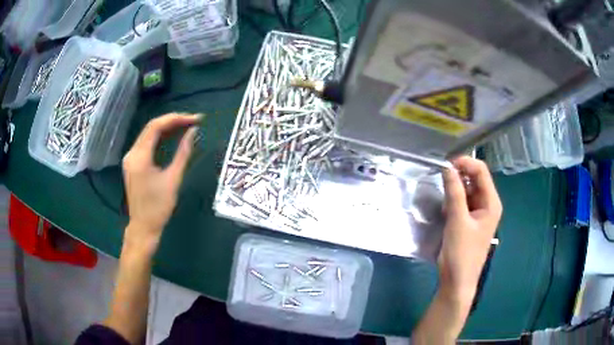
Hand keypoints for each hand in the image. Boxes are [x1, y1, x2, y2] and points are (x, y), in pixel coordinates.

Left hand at [122, 113, 200, 248]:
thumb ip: (183, 153)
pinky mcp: (132, 163)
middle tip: (193, 121)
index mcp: (140, 157)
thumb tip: (193, 132)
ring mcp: (130, 158)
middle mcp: (132, 153)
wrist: (143, 227)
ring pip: (149, 134)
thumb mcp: (173, 179)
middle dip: (173, 121)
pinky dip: (160, 138)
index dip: (176, 119)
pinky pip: (147, 143)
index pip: (156, 126)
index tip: (195, 119)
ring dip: (167, 128)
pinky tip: (173, 137)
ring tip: (186, 126)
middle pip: (151, 127)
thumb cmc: (158, 207)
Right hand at [439, 156, 501, 306]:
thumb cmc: (461, 253)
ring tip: (443, 201)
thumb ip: (454, 193)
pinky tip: (445, 210)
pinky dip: (453, 201)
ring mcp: (479, 213)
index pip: (481, 171)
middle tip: (441, 182)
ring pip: (467, 190)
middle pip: (475, 179)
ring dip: (455, 190)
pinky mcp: (469, 221)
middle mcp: (487, 204)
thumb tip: (447, 168)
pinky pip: (462, 202)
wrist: (457, 282)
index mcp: (491, 202)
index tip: (445, 166)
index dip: (465, 163)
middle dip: (458, 177)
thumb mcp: (457, 221)